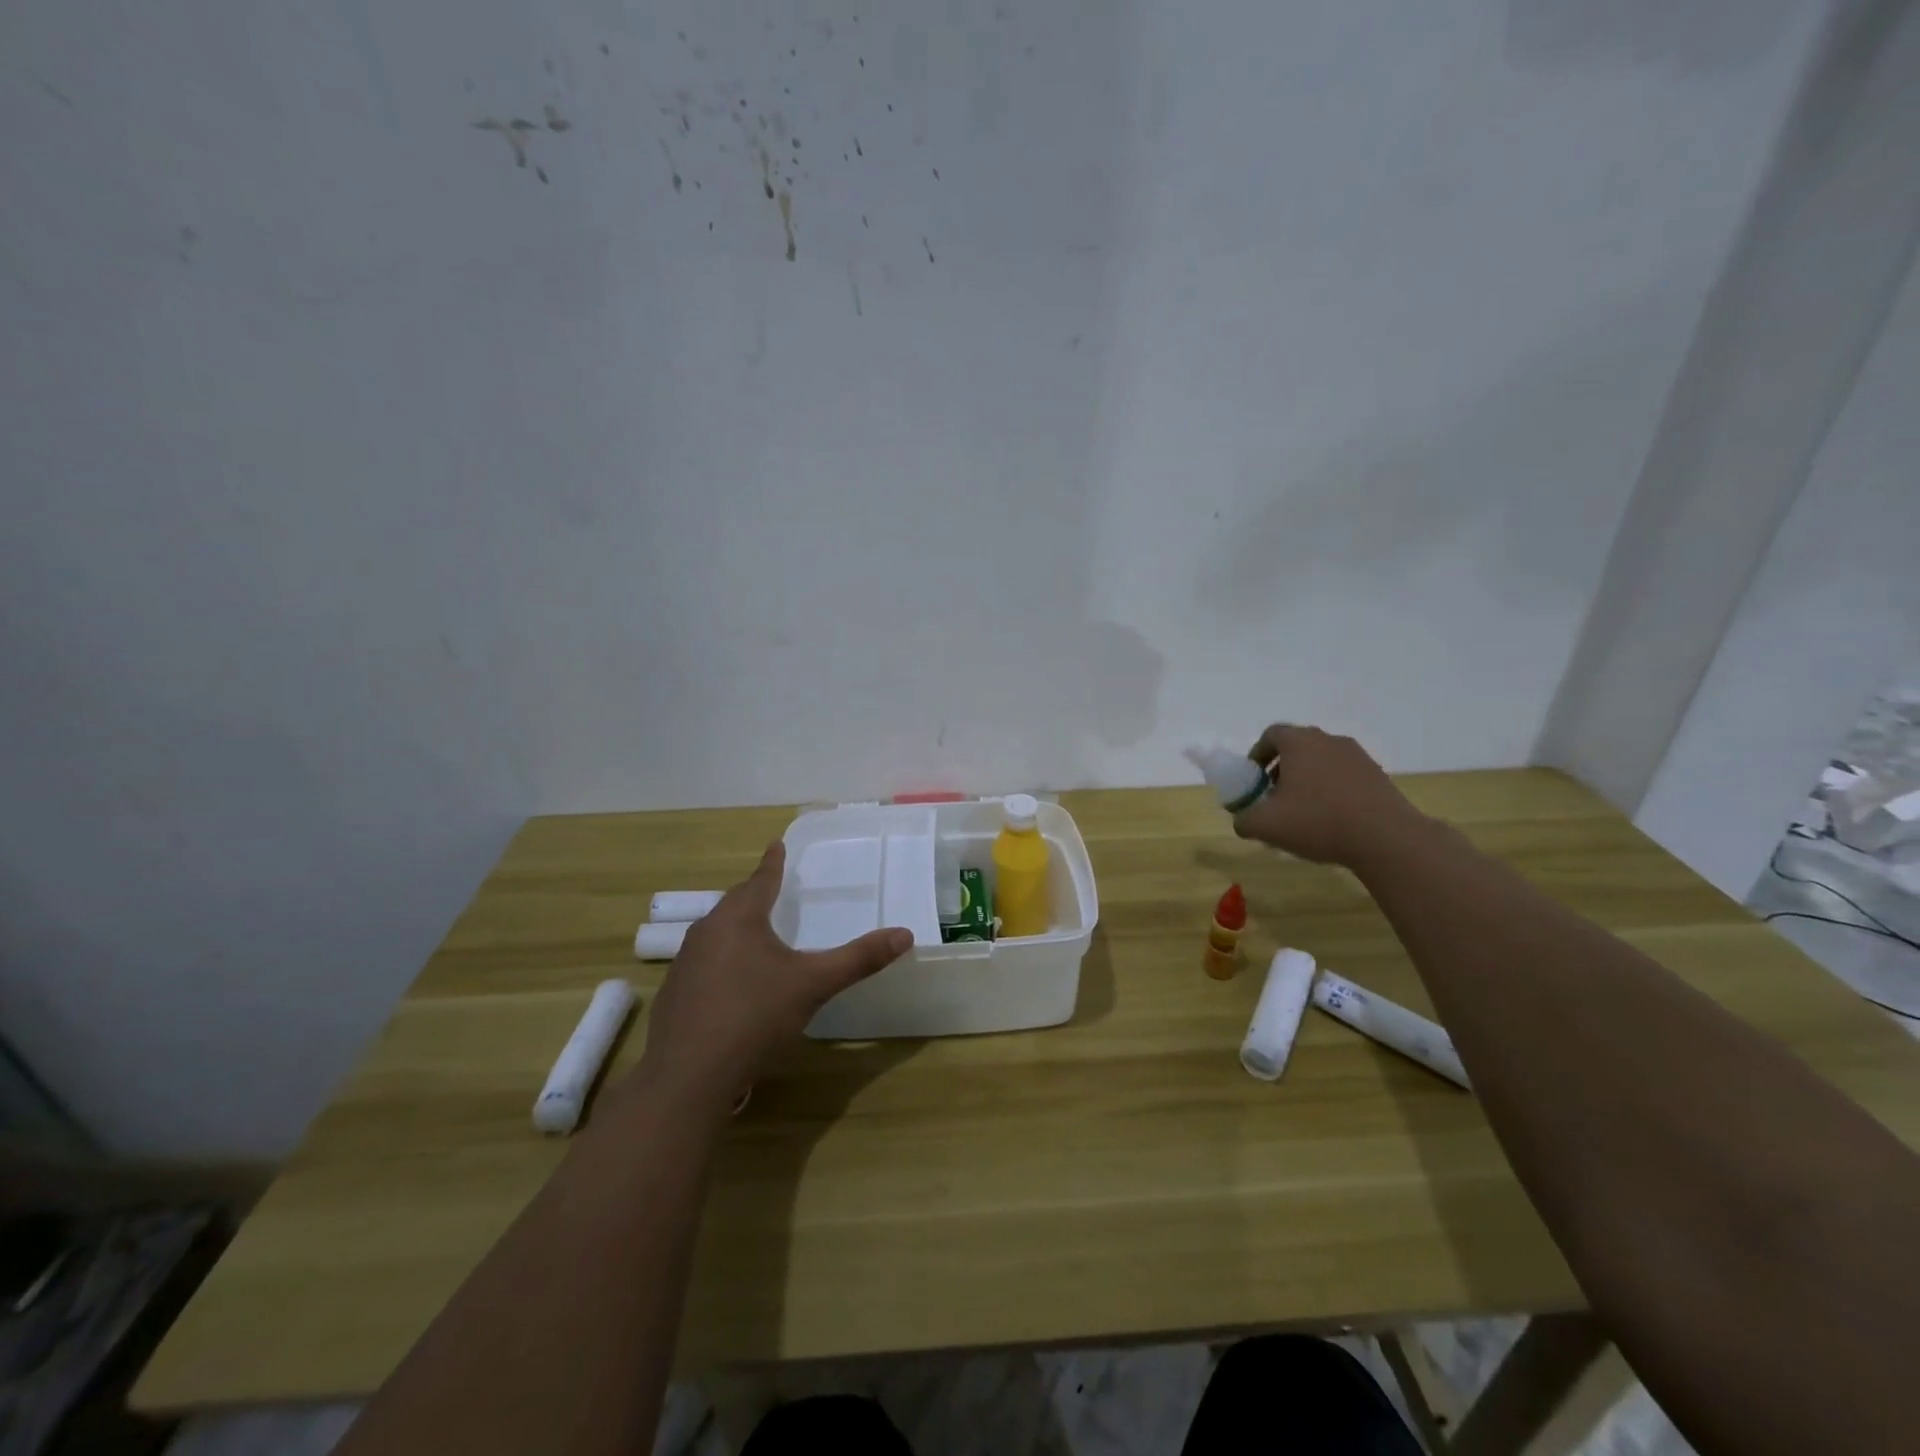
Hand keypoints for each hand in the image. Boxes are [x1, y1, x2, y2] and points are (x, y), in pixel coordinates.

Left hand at [635, 841, 910, 1109]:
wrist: (689, 1075)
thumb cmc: (755, 1016)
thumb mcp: (814, 985)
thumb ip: (858, 959)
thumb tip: (905, 934)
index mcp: (740, 918)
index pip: (761, 880)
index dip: (773, 863)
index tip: (776, 844)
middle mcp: (707, 931)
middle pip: (735, 902)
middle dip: (754, 893)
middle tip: (771, 888)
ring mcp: (685, 962)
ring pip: (716, 931)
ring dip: (736, 926)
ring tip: (755, 931)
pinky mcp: (674, 993)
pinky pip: (702, 961)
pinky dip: (721, 958)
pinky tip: (731, 982)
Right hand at [1231, 724, 1429, 867]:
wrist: (1386, 838)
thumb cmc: (1317, 821)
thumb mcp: (1265, 825)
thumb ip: (1244, 819)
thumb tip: (1243, 820)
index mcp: (1299, 742)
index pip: (1271, 734)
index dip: (1258, 754)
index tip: (1254, 778)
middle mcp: (1329, 740)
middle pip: (1298, 747)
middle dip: (1281, 769)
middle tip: (1274, 796)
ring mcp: (1357, 756)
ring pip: (1322, 761)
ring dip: (1307, 780)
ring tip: (1303, 811)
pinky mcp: (1377, 775)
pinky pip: (1344, 776)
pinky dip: (1331, 790)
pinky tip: (1330, 819)